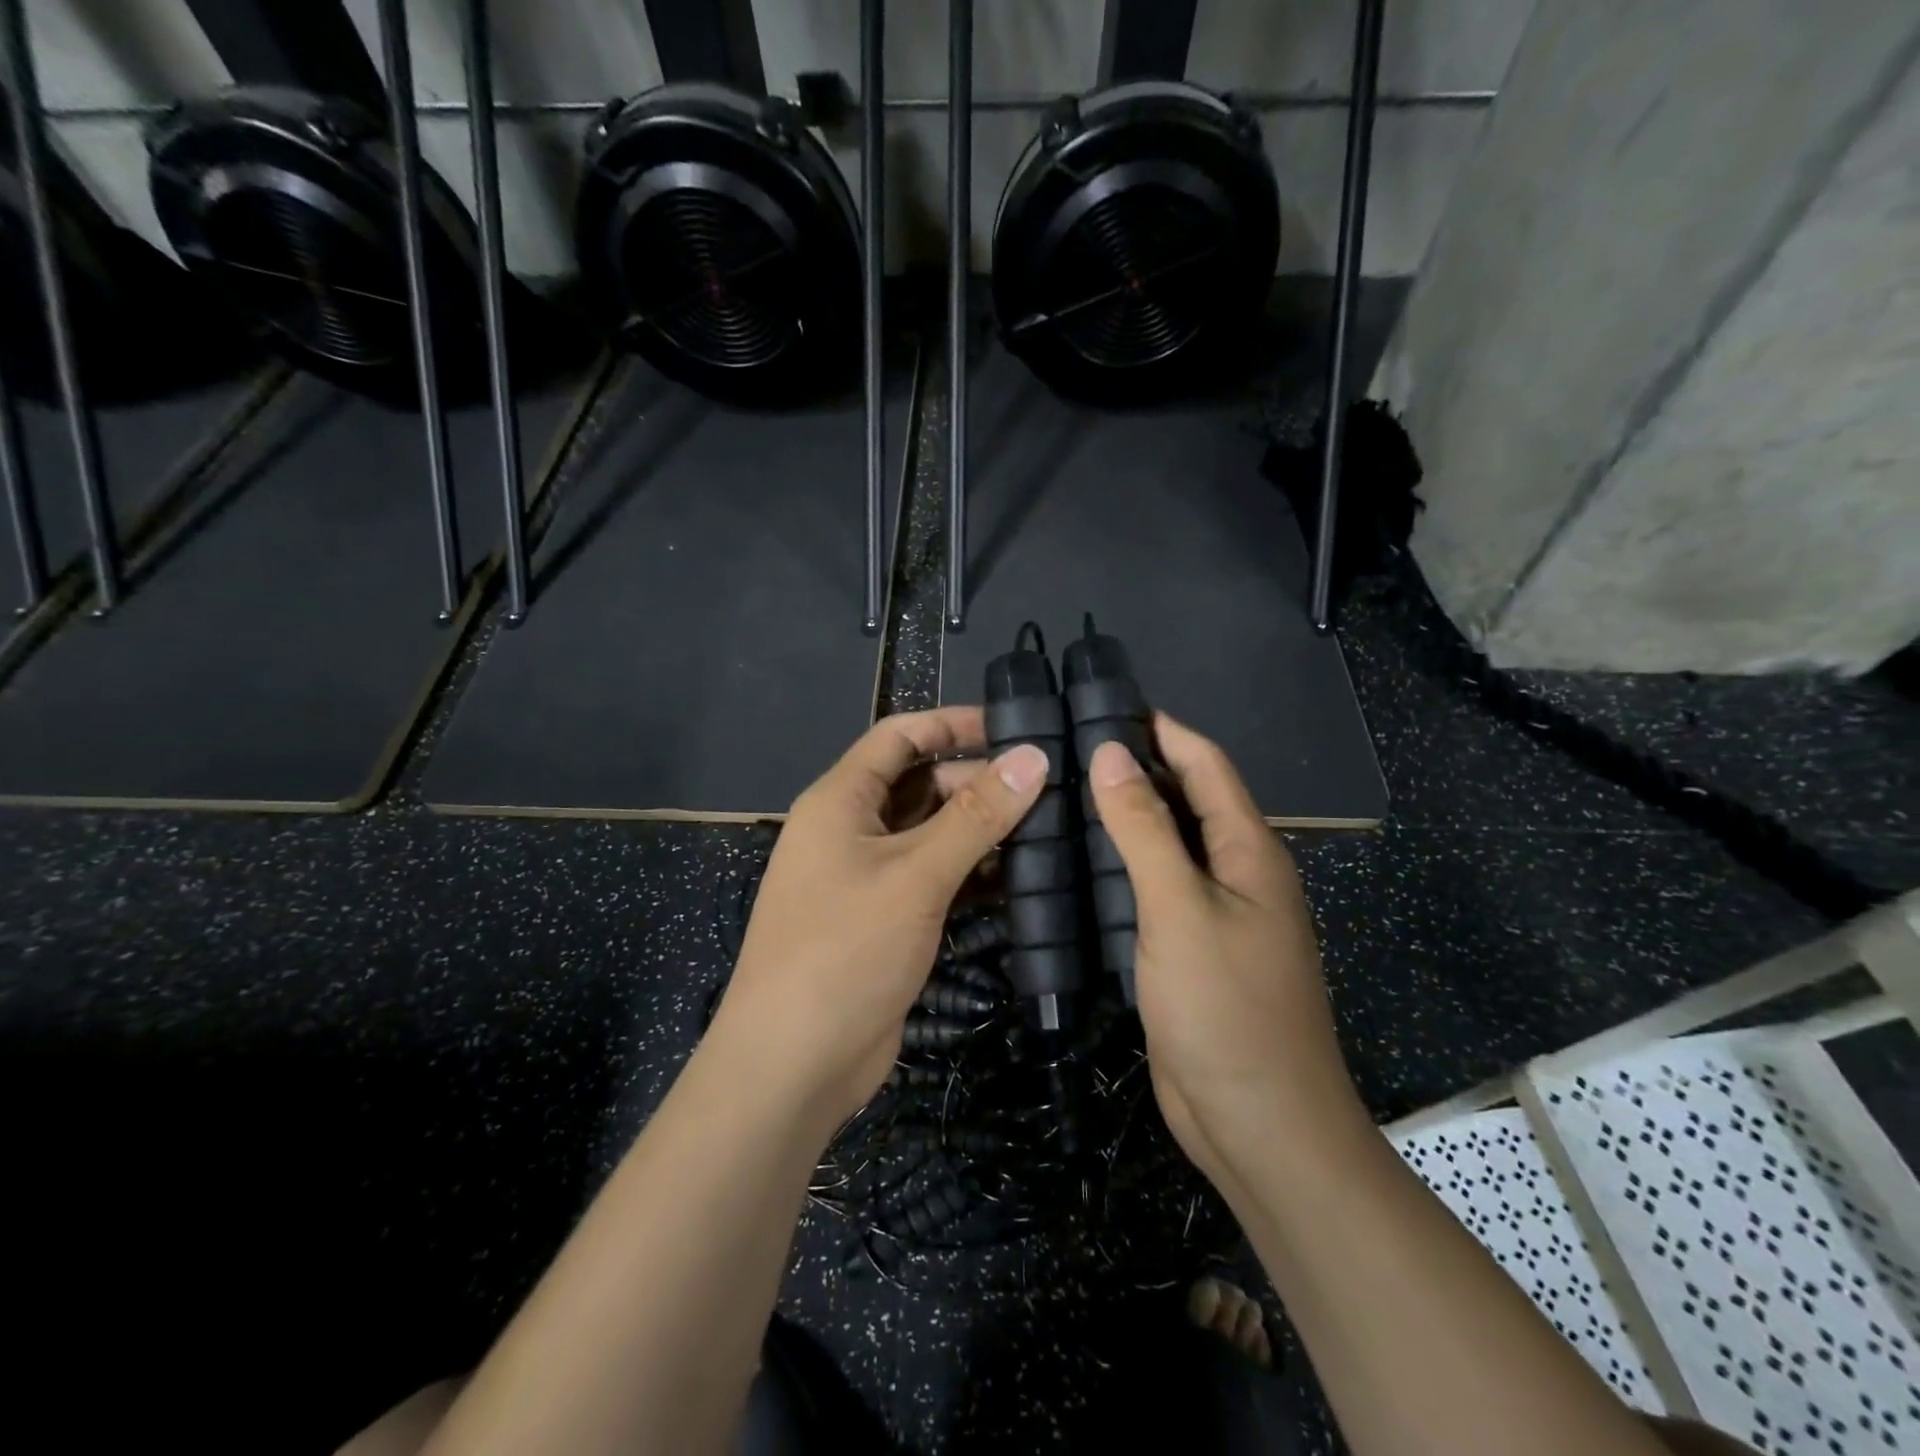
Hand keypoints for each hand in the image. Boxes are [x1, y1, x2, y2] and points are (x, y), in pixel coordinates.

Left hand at [712, 708, 1048, 1128]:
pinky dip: (972, 873)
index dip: (954, 724)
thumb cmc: (844, 950)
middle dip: (978, 781)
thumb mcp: (915, 875)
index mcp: (841, 800)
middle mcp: (852, 830)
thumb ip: (975, 815)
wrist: (792, 1064)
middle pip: (921, 784)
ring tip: (1049, 825)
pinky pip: (934, 878)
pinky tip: (1021, 877)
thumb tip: (1033, 757)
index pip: (900, 736)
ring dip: (981, 830)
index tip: (1016, 727)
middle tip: (1050, 786)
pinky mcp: (886, 919)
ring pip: (932, 834)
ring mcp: (868, 877)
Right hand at [1085, 716, 1366, 1187]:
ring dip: (1123, 818)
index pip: (1205, 764)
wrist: (1261, 1126)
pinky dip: (1120, 867)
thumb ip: (1145, 828)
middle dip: (1135, 768)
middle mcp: (1236, 872)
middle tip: (1064, 748)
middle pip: (1185, 799)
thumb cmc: (1226, 1009)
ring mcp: (1213, 913)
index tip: (1103, 703)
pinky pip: (1153, 890)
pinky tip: (1076, 864)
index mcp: (1249, 849)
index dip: (1161, 728)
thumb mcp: (1180, 908)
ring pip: (1165, 846)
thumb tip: (1112, 754)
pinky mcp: (1189, 949)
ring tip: (1059, 795)